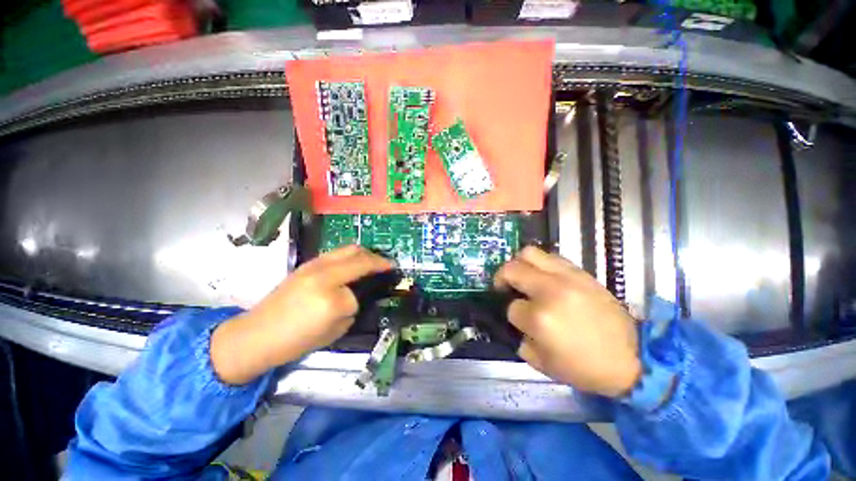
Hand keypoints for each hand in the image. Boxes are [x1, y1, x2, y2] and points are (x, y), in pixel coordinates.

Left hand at [211, 245, 393, 384]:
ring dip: (365, 253)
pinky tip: (352, 264)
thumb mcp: (333, 332)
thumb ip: (350, 309)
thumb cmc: (295, 341)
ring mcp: (314, 266)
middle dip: (377, 260)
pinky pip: (336, 253)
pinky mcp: (307, 264)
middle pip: (359, 257)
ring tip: (372, 261)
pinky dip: (350, 255)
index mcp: (330, 300)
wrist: (256, 334)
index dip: (364, 299)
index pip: (357, 294)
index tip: (380, 289)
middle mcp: (324, 276)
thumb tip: (357, 295)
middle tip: (387, 265)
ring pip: (349, 249)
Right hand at [494, 246, 640, 397]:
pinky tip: (542, 276)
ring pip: (529, 253)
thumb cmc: (586, 367)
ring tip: (522, 276)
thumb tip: (517, 323)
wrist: (634, 357)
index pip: (512, 307)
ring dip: (519, 264)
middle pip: (512, 269)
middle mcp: (549, 291)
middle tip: (504, 287)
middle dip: (502, 278)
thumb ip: (521, 340)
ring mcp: (566, 277)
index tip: (520, 320)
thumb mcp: (544, 364)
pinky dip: (539, 263)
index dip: (512, 314)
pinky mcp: (580, 272)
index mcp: (540, 319)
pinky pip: (551, 256)